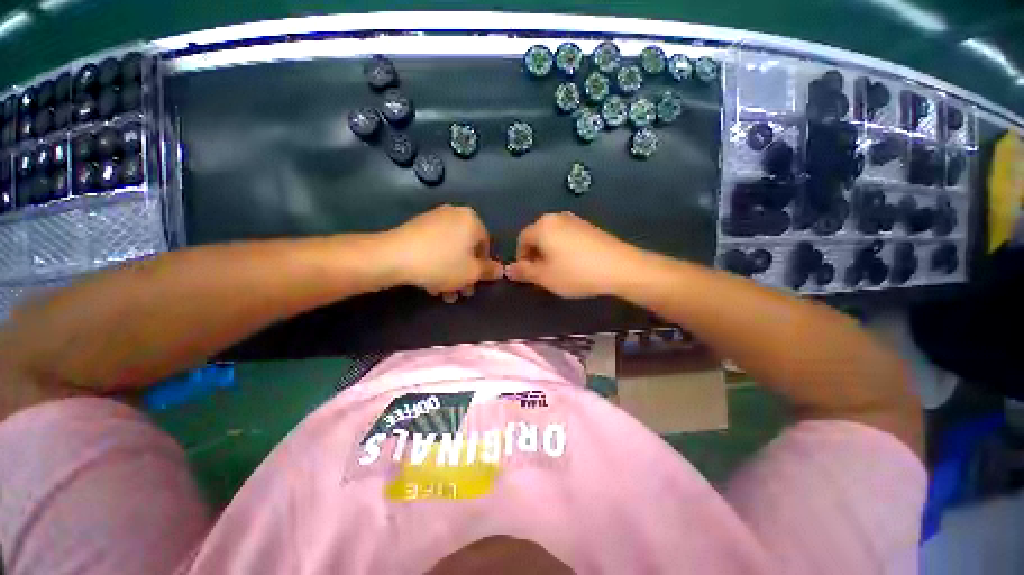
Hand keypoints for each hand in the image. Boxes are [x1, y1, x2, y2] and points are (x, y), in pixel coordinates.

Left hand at [385, 205, 502, 301]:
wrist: (394, 256)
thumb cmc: (441, 264)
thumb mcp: (471, 272)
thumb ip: (489, 271)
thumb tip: (501, 270)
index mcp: (472, 220)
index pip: (486, 246)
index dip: (482, 268)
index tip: (474, 284)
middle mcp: (455, 214)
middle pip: (466, 249)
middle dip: (464, 274)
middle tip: (460, 292)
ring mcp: (434, 219)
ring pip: (450, 250)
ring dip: (450, 273)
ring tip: (443, 293)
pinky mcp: (417, 226)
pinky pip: (435, 246)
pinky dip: (437, 263)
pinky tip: (430, 281)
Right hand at [506, 212, 644, 298]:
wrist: (619, 267)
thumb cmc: (575, 273)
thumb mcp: (545, 277)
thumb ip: (524, 272)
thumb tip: (507, 270)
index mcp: (542, 226)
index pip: (522, 239)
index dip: (521, 258)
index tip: (529, 275)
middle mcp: (557, 217)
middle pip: (537, 236)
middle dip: (536, 255)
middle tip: (543, 274)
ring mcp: (575, 220)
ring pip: (553, 237)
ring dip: (550, 253)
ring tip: (559, 271)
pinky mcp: (589, 227)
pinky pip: (568, 237)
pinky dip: (564, 249)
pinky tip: (575, 264)